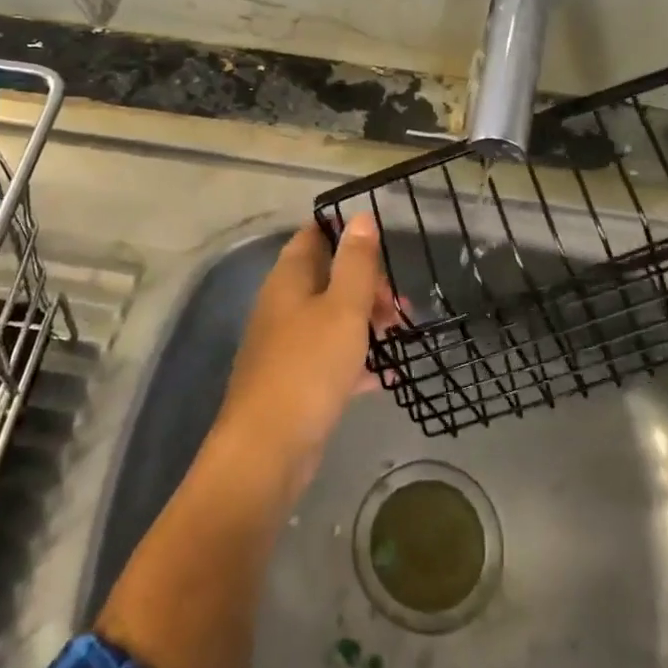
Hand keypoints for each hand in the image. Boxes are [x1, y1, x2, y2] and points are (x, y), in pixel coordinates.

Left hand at [212, 216, 394, 491]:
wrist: (268, 450)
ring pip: (333, 319)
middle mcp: (283, 305)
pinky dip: (357, 362)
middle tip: (398, 309)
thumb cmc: (309, 367)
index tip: (382, 248)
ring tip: (399, 339)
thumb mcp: (343, 308)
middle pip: (328, 278)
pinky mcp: (296, 381)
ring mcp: (287, 345)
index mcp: (289, 279)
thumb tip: (360, 217)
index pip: (313, 236)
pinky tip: (385, 377)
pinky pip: (331, 358)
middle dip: (367, 287)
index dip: (345, 233)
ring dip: (367, 324)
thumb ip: (356, 263)